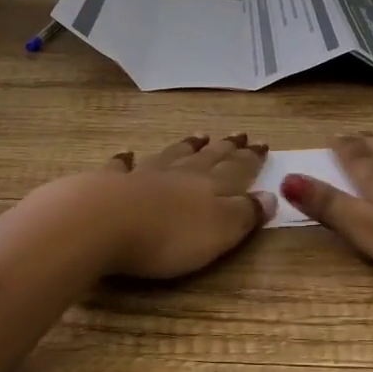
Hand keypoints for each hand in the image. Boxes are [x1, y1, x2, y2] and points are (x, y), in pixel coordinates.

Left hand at [82, 132, 274, 279]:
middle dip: (225, 148)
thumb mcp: (219, 232)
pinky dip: (126, 161)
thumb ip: (244, 214)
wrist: (102, 223)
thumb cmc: (167, 236)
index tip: (262, 144)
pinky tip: (126, 155)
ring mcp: (142, 176)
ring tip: (199, 136)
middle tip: (238, 135)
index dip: (251, 159)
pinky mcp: (108, 185)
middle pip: (207, 158)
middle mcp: (178, 174)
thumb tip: (270, 196)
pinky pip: (121, 168)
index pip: (236, 169)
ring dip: (186, 147)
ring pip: (170, 156)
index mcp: (209, 186)